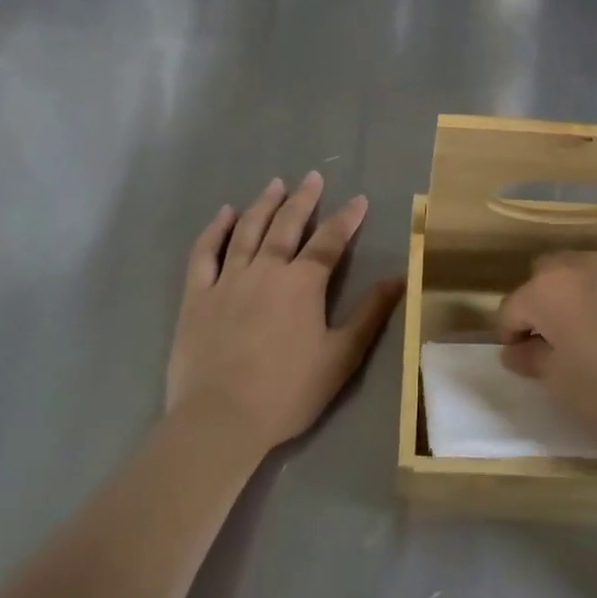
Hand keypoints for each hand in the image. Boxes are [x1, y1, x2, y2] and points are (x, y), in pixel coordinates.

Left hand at [168, 173, 403, 454]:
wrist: (220, 420)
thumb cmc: (287, 392)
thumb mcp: (341, 357)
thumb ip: (370, 314)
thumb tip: (399, 278)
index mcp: (302, 284)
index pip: (330, 241)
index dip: (347, 218)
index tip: (359, 199)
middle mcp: (266, 270)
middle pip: (287, 225)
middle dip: (303, 199)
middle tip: (312, 177)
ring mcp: (228, 280)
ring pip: (247, 230)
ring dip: (263, 204)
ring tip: (274, 184)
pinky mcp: (197, 296)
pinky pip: (205, 253)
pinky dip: (214, 230)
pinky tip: (224, 213)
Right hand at [497, 252, 596, 460]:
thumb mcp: (566, 391)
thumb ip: (533, 362)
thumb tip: (517, 348)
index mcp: (552, 291)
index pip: (512, 306)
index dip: (511, 335)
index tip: (525, 363)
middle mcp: (587, 267)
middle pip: (549, 276)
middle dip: (545, 304)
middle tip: (560, 345)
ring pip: (592, 275)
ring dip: (586, 300)